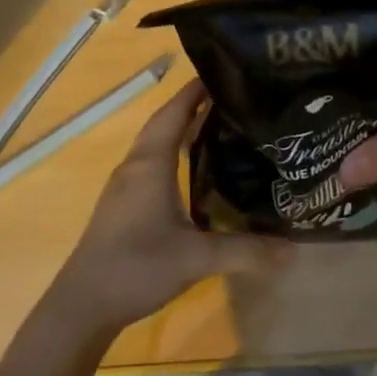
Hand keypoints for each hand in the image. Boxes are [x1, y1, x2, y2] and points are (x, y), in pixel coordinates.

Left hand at [52, 80, 293, 334]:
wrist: (83, 303)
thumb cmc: (136, 267)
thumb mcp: (196, 259)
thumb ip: (245, 252)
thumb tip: (293, 250)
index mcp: (150, 164)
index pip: (174, 113)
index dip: (195, 91)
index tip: (223, 72)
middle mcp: (135, 166)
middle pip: (164, 123)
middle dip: (192, 106)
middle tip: (231, 98)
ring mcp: (125, 185)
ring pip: (155, 144)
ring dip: (181, 129)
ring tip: (219, 126)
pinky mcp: (122, 204)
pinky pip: (151, 163)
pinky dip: (172, 153)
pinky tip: (193, 170)